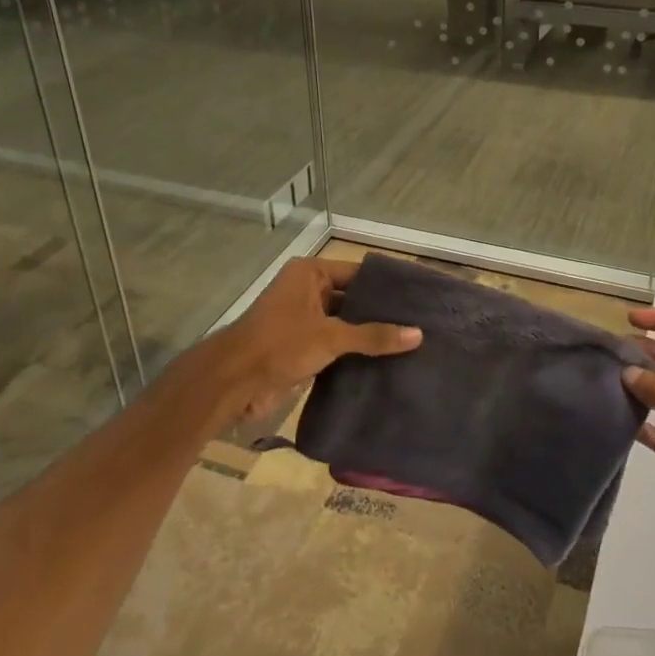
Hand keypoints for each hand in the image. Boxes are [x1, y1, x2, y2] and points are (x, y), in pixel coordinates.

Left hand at [207, 257, 420, 428]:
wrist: (233, 382)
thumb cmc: (280, 344)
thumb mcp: (330, 336)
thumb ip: (373, 335)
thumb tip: (418, 334)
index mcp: (310, 274)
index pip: (358, 273)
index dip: (386, 285)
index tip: (418, 296)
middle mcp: (307, 291)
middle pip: (353, 298)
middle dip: (381, 313)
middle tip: (421, 323)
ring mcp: (303, 320)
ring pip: (345, 323)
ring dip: (369, 335)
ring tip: (411, 343)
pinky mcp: (301, 346)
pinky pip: (336, 344)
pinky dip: (355, 352)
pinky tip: (385, 363)